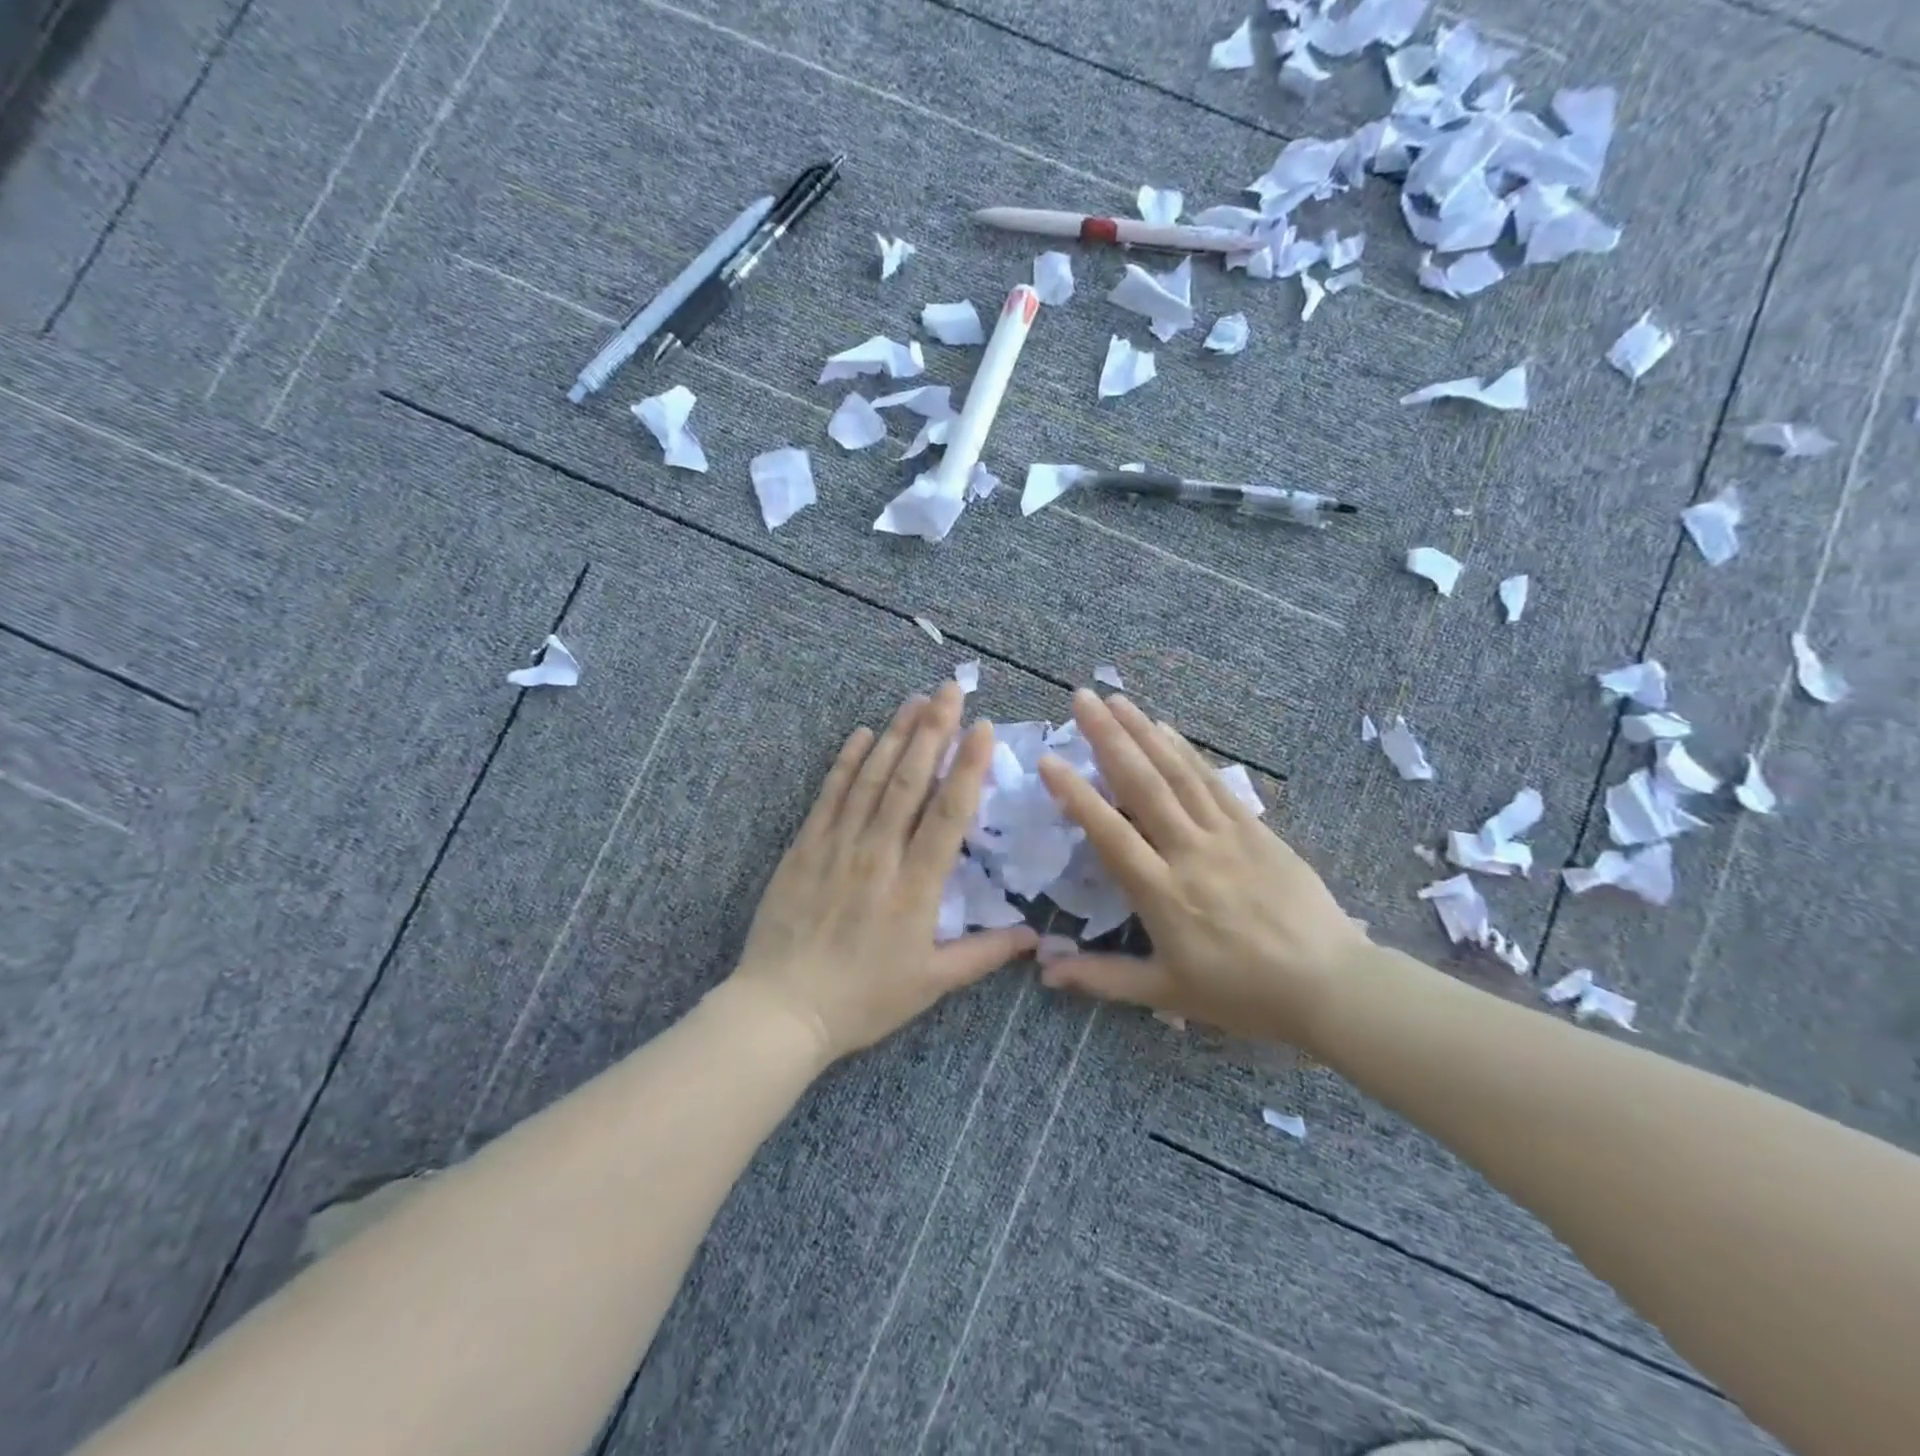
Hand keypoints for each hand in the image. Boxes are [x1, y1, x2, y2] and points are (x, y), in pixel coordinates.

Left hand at [728, 682, 1038, 1063]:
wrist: (782, 1009)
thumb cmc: (863, 999)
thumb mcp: (931, 984)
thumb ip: (984, 954)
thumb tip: (1035, 937)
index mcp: (916, 888)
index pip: (948, 814)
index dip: (968, 767)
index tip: (982, 728)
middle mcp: (879, 855)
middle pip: (910, 782)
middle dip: (933, 730)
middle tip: (949, 690)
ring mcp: (838, 846)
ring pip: (871, 779)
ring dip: (895, 735)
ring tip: (914, 699)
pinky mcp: (805, 847)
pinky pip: (829, 795)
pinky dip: (847, 762)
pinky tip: (862, 734)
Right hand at [1035, 691, 1367, 1051]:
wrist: (1329, 986)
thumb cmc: (1243, 994)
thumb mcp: (1166, 994)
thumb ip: (1102, 979)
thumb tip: (1044, 971)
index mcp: (1162, 894)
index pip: (1109, 833)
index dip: (1076, 795)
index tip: (1049, 759)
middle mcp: (1189, 852)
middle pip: (1143, 785)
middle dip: (1108, 738)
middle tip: (1081, 699)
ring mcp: (1226, 836)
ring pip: (1177, 774)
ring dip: (1143, 732)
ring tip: (1116, 700)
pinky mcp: (1256, 829)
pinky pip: (1214, 782)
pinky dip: (1186, 752)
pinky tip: (1166, 730)